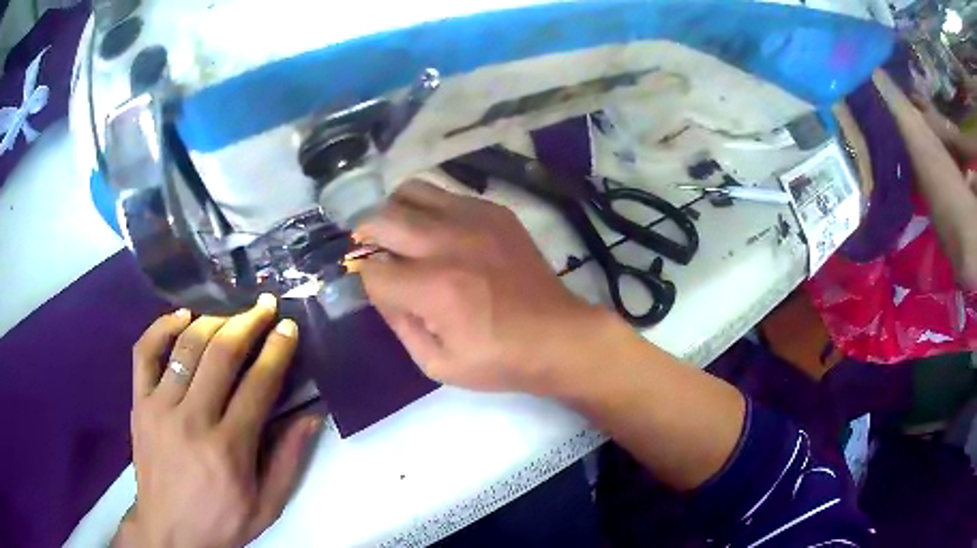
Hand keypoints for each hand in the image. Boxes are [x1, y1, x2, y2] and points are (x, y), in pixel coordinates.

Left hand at [115, 296, 320, 547]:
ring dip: (213, 321)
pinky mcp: (139, 403)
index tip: (288, 327)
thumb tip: (311, 415)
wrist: (169, 531)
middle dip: (248, 323)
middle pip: (221, 354)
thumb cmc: (222, 521)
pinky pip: (144, 352)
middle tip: (264, 307)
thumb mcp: (267, 505)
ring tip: (231, 315)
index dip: (277, 350)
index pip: (258, 385)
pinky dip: (161, 326)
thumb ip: (289, 460)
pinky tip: (181, 316)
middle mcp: (192, 420)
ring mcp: (160, 407)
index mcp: (229, 449)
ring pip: (186, 346)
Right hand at [356, 180, 603, 393]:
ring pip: (411, 191)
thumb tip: (379, 288)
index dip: (367, 281)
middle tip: (375, 252)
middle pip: (381, 219)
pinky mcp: (495, 211)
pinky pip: (446, 194)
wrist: (558, 336)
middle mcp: (448, 243)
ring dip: (396, 212)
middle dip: (367, 237)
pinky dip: (430, 210)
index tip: (380, 289)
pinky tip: (442, 233)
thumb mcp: (437, 363)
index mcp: (434, 288)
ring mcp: (474, 219)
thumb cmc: (499, 359)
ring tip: (403, 234)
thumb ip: (398, 323)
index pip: (372, 270)